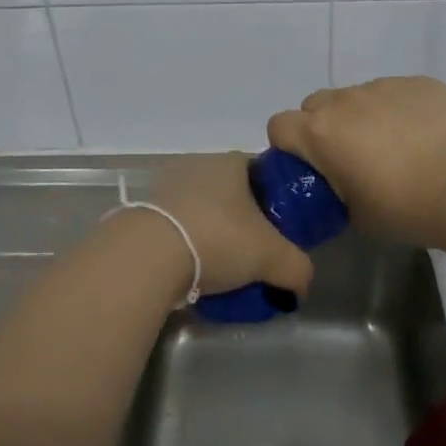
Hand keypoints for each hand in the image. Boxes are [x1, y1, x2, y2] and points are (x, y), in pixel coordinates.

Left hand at [130, 153, 315, 298]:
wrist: (150, 255)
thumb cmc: (219, 239)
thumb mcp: (274, 258)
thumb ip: (297, 268)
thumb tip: (301, 283)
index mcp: (233, 162)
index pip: (263, 174)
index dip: (275, 202)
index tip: (279, 232)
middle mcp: (200, 164)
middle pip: (232, 194)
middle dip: (242, 222)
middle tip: (252, 256)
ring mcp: (168, 185)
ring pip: (202, 211)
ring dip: (212, 235)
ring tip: (220, 270)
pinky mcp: (144, 211)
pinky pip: (176, 227)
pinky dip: (186, 246)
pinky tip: (191, 272)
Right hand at [267, 77, 445, 252]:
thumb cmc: (407, 208)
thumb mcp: (355, 214)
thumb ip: (334, 190)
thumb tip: (338, 182)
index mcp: (321, 133)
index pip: (279, 125)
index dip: (288, 146)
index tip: (310, 167)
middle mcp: (345, 101)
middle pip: (315, 104)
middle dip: (323, 126)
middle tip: (351, 157)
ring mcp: (384, 86)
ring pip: (357, 97)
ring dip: (363, 117)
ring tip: (397, 148)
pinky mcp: (418, 82)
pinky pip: (395, 92)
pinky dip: (399, 110)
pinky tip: (426, 136)